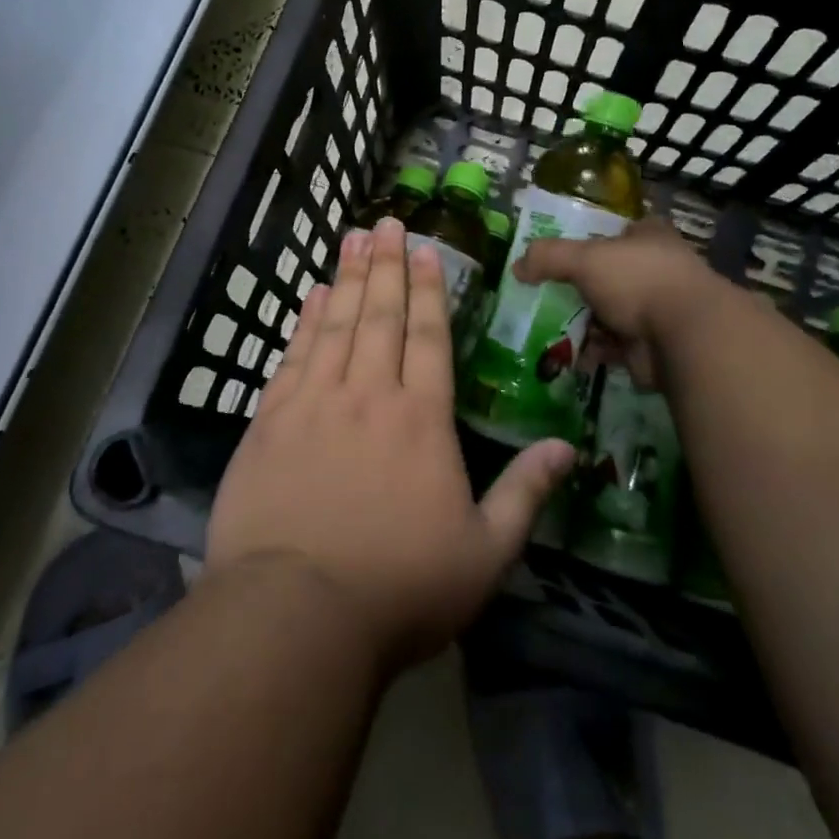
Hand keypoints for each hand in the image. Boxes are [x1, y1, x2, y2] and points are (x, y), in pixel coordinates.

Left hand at [206, 217, 574, 669]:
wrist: (295, 616)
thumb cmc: (400, 588)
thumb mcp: (485, 554)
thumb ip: (526, 494)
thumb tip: (568, 448)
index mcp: (421, 419)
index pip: (429, 337)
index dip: (429, 290)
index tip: (425, 249)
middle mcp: (369, 396)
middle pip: (380, 315)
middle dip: (387, 265)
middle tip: (385, 222)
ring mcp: (315, 405)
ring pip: (335, 324)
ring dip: (347, 278)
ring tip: (352, 238)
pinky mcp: (270, 423)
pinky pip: (293, 356)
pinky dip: (305, 321)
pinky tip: (311, 296)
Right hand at [514, 218, 719, 388]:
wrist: (684, 335)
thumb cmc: (637, 280)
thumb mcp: (585, 259)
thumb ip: (549, 258)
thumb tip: (517, 267)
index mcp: (649, 237)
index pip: (618, 232)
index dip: (592, 240)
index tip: (562, 255)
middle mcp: (657, 269)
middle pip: (610, 275)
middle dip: (581, 288)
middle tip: (546, 296)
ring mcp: (658, 309)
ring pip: (611, 313)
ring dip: (585, 323)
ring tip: (549, 328)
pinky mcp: (653, 345)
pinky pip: (614, 346)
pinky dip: (593, 350)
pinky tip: (569, 355)